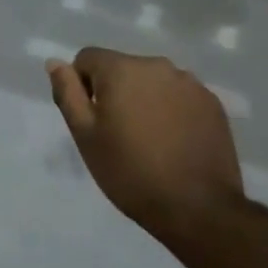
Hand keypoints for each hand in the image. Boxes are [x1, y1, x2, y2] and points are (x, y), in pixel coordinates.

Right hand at [47, 47, 243, 244]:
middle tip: (118, 135)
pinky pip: (179, 96)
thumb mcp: (85, 135)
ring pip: (152, 82)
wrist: (197, 208)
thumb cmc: (130, 172)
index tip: (92, 120)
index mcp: (122, 69)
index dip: (82, 86)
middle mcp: (157, 66)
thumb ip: (67, 93)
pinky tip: (174, 143)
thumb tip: (55, 63)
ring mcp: (190, 83)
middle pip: (122, 68)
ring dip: (144, 100)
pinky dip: (171, 111)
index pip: (88, 58)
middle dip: (115, 92)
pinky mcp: (212, 104)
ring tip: (149, 141)